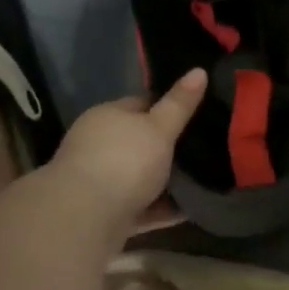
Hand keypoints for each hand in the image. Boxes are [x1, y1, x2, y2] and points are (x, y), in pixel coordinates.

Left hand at [49, 69, 206, 237]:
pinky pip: (140, 207)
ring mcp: (99, 181)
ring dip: (165, 181)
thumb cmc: (124, 161)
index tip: (198, 112)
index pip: (141, 103)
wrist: (83, 218)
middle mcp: (98, 145)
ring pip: (139, 176)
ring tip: (202, 179)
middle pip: (140, 142)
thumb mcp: (159, 128)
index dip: (168, 106)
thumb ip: (180, 104)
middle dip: (168, 147)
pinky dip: (161, 209)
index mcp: (107, 116)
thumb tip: (199, 70)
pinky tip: (189, 209)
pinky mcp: (105, 214)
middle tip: (204, 147)